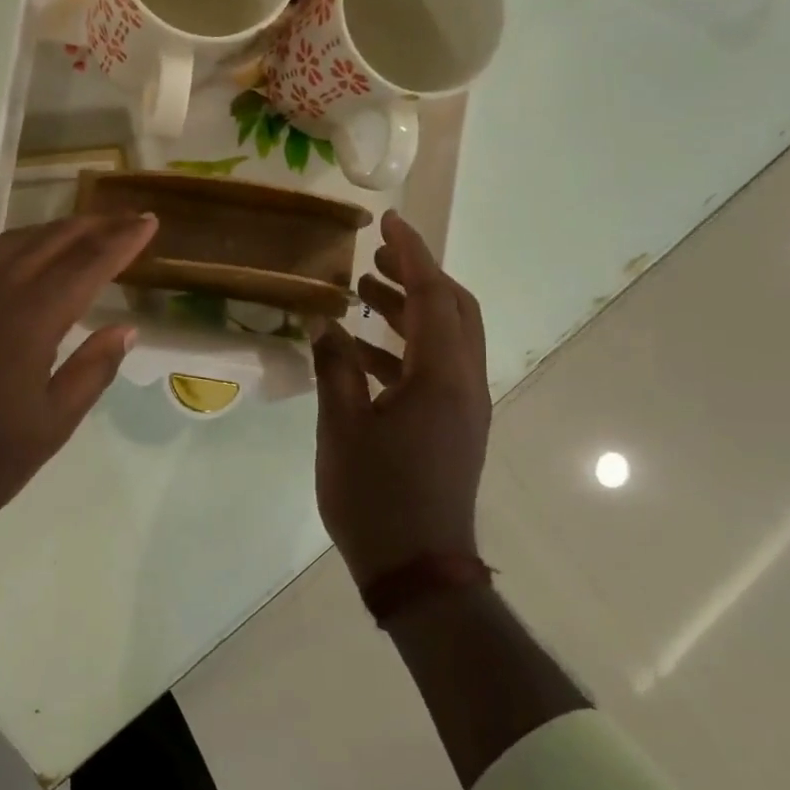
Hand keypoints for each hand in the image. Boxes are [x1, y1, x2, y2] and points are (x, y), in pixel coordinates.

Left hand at [0, 212, 157, 548]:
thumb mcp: (50, 427)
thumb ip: (91, 371)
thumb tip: (125, 328)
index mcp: (28, 320)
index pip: (86, 264)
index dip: (121, 241)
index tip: (149, 221)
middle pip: (50, 242)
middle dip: (93, 226)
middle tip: (126, 219)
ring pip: (11, 244)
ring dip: (52, 232)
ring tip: (82, 231)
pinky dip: (11, 249)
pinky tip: (18, 261)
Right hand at [311, 210, 490, 588]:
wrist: (418, 568)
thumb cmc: (376, 497)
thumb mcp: (341, 428)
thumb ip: (333, 368)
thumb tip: (324, 323)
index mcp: (442, 378)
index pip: (434, 296)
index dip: (412, 253)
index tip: (388, 220)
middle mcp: (464, 384)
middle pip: (453, 310)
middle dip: (417, 274)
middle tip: (376, 252)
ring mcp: (463, 407)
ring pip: (444, 338)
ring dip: (409, 309)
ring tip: (362, 291)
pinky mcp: (453, 426)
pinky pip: (434, 367)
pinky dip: (403, 346)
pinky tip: (361, 349)